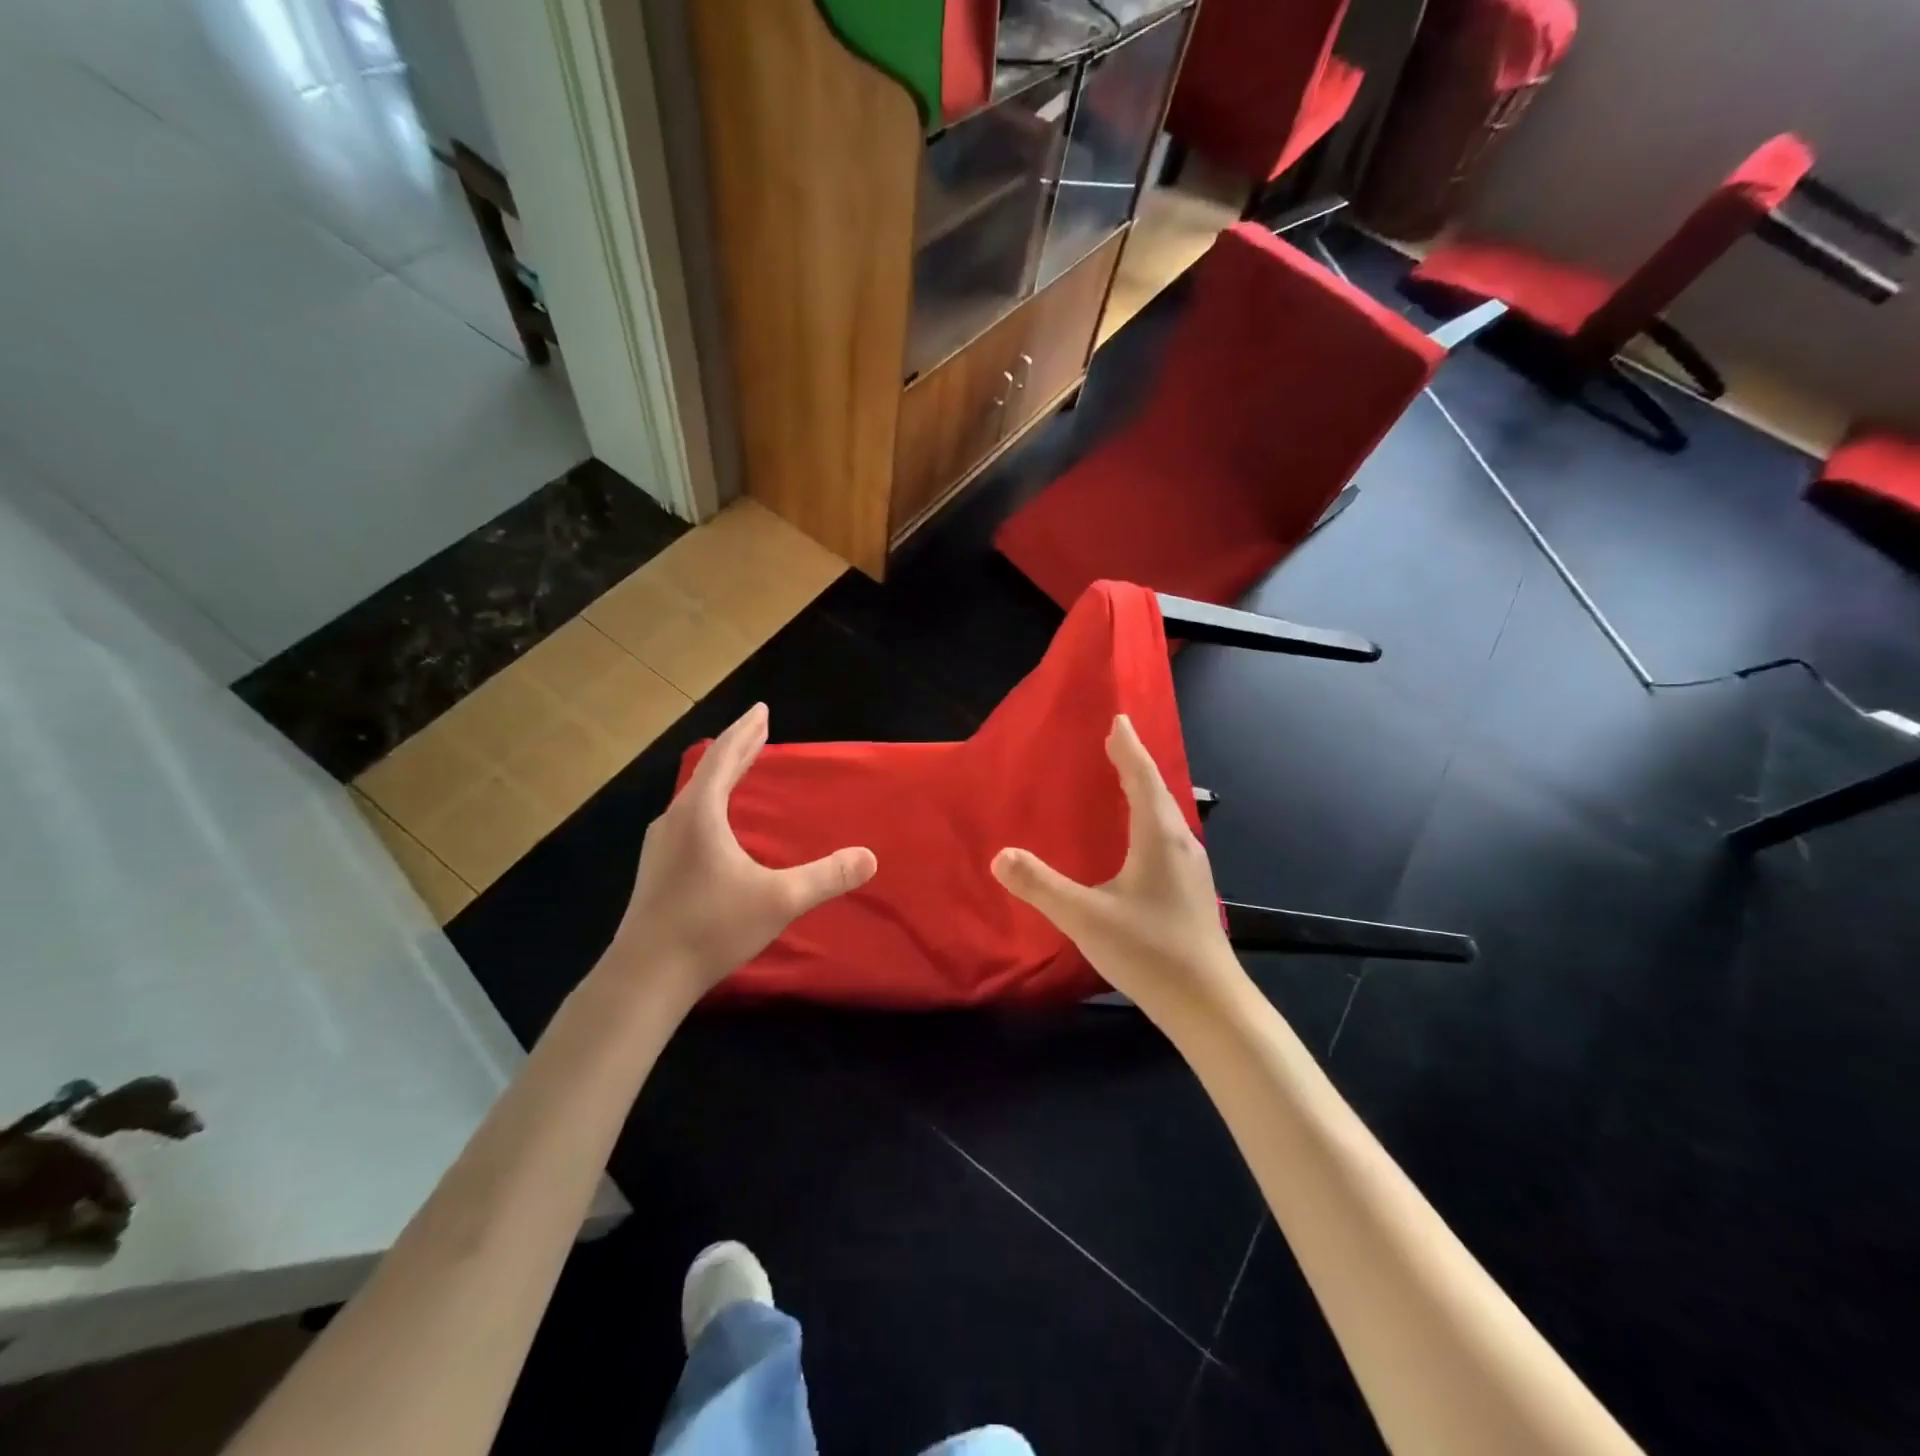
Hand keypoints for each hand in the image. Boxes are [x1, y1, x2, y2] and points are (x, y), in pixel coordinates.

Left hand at [608, 703, 876, 1000]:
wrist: (644, 976)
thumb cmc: (710, 929)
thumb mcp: (778, 901)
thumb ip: (826, 877)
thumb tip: (869, 857)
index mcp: (700, 814)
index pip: (724, 758)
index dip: (745, 732)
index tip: (762, 710)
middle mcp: (675, 820)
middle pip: (708, 771)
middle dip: (737, 747)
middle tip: (759, 727)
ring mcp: (660, 845)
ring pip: (694, 794)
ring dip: (721, 775)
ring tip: (740, 767)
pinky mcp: (657, 868)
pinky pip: (688, 816)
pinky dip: (710, 800)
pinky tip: (716, 821)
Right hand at [991, 714, 1242, 1013]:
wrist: (1209, 1005)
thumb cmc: (1149, 952)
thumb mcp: (1085, 917)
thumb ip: (1041, 886)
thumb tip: (1000, 856)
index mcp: (1158, 838)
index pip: (1142, 779)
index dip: (1128, 748)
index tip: (1118, 719)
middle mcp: (1180, 844)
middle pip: (1158, 792)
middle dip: (1135, 765)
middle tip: (1114, 743)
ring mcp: (1191, 869)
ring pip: (1166, 816)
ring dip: (1145, 793)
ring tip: (1124, 783)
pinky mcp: (1192, 891)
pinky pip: (1168, 838)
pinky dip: (1150, 821)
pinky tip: (1138, 841)